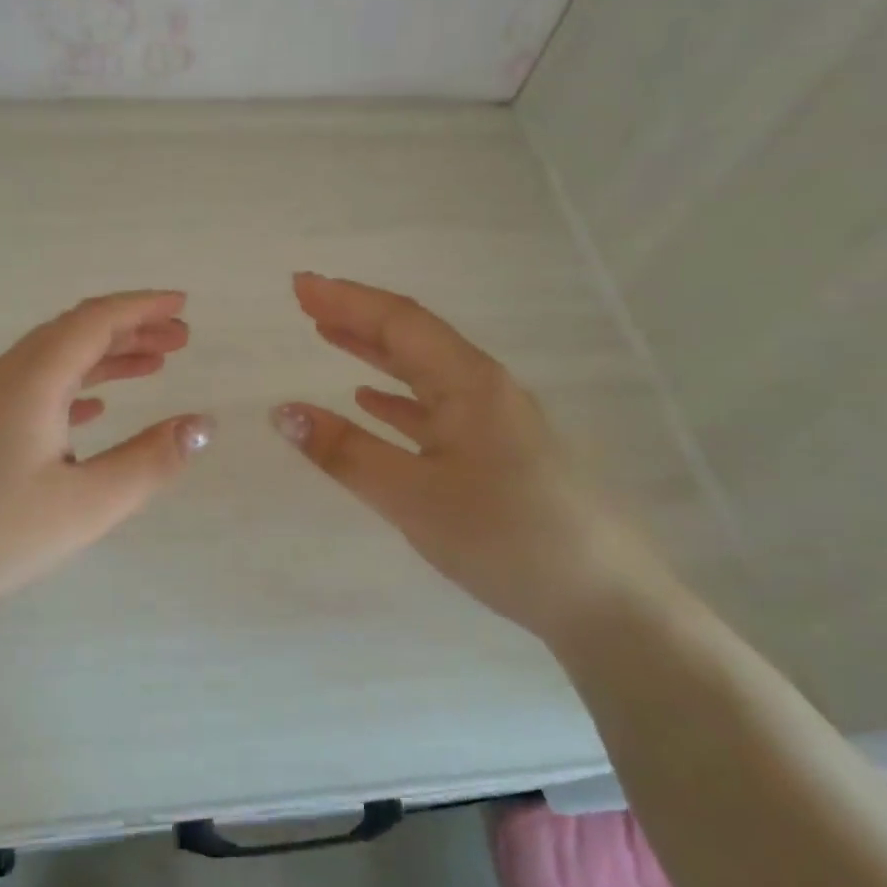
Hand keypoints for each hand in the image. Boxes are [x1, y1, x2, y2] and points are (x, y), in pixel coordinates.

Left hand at [0, 290, 212, 622]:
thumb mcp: (86, 505)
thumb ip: (150, 461)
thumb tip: (204, 423)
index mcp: (32, 380)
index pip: (94, 320)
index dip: (142, 307)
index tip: (183, 305)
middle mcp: (5, 377)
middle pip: (74, 332)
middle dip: (130, 328)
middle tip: (180, 338)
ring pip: (54, 361)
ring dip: (104, 358)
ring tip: (151, 366)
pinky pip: (34, 389)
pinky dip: (74, 387)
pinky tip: (92, 411)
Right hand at [271, 273, 672, 638]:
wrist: (605, 601)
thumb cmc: (506, 537)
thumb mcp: (413, 496)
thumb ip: (346, 453)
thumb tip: (282, 412)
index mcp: (470, 384)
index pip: (399, 322)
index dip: (346, 300)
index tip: (299, 285)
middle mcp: (485, 390)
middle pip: (413, 338)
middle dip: (357, 316)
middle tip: (306, 303)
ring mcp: (495, 422)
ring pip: (424, 372)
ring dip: (375, 351)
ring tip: (329, 336)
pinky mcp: (497, 454)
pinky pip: (435, 408)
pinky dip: (396, 398)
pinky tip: (371, 401)